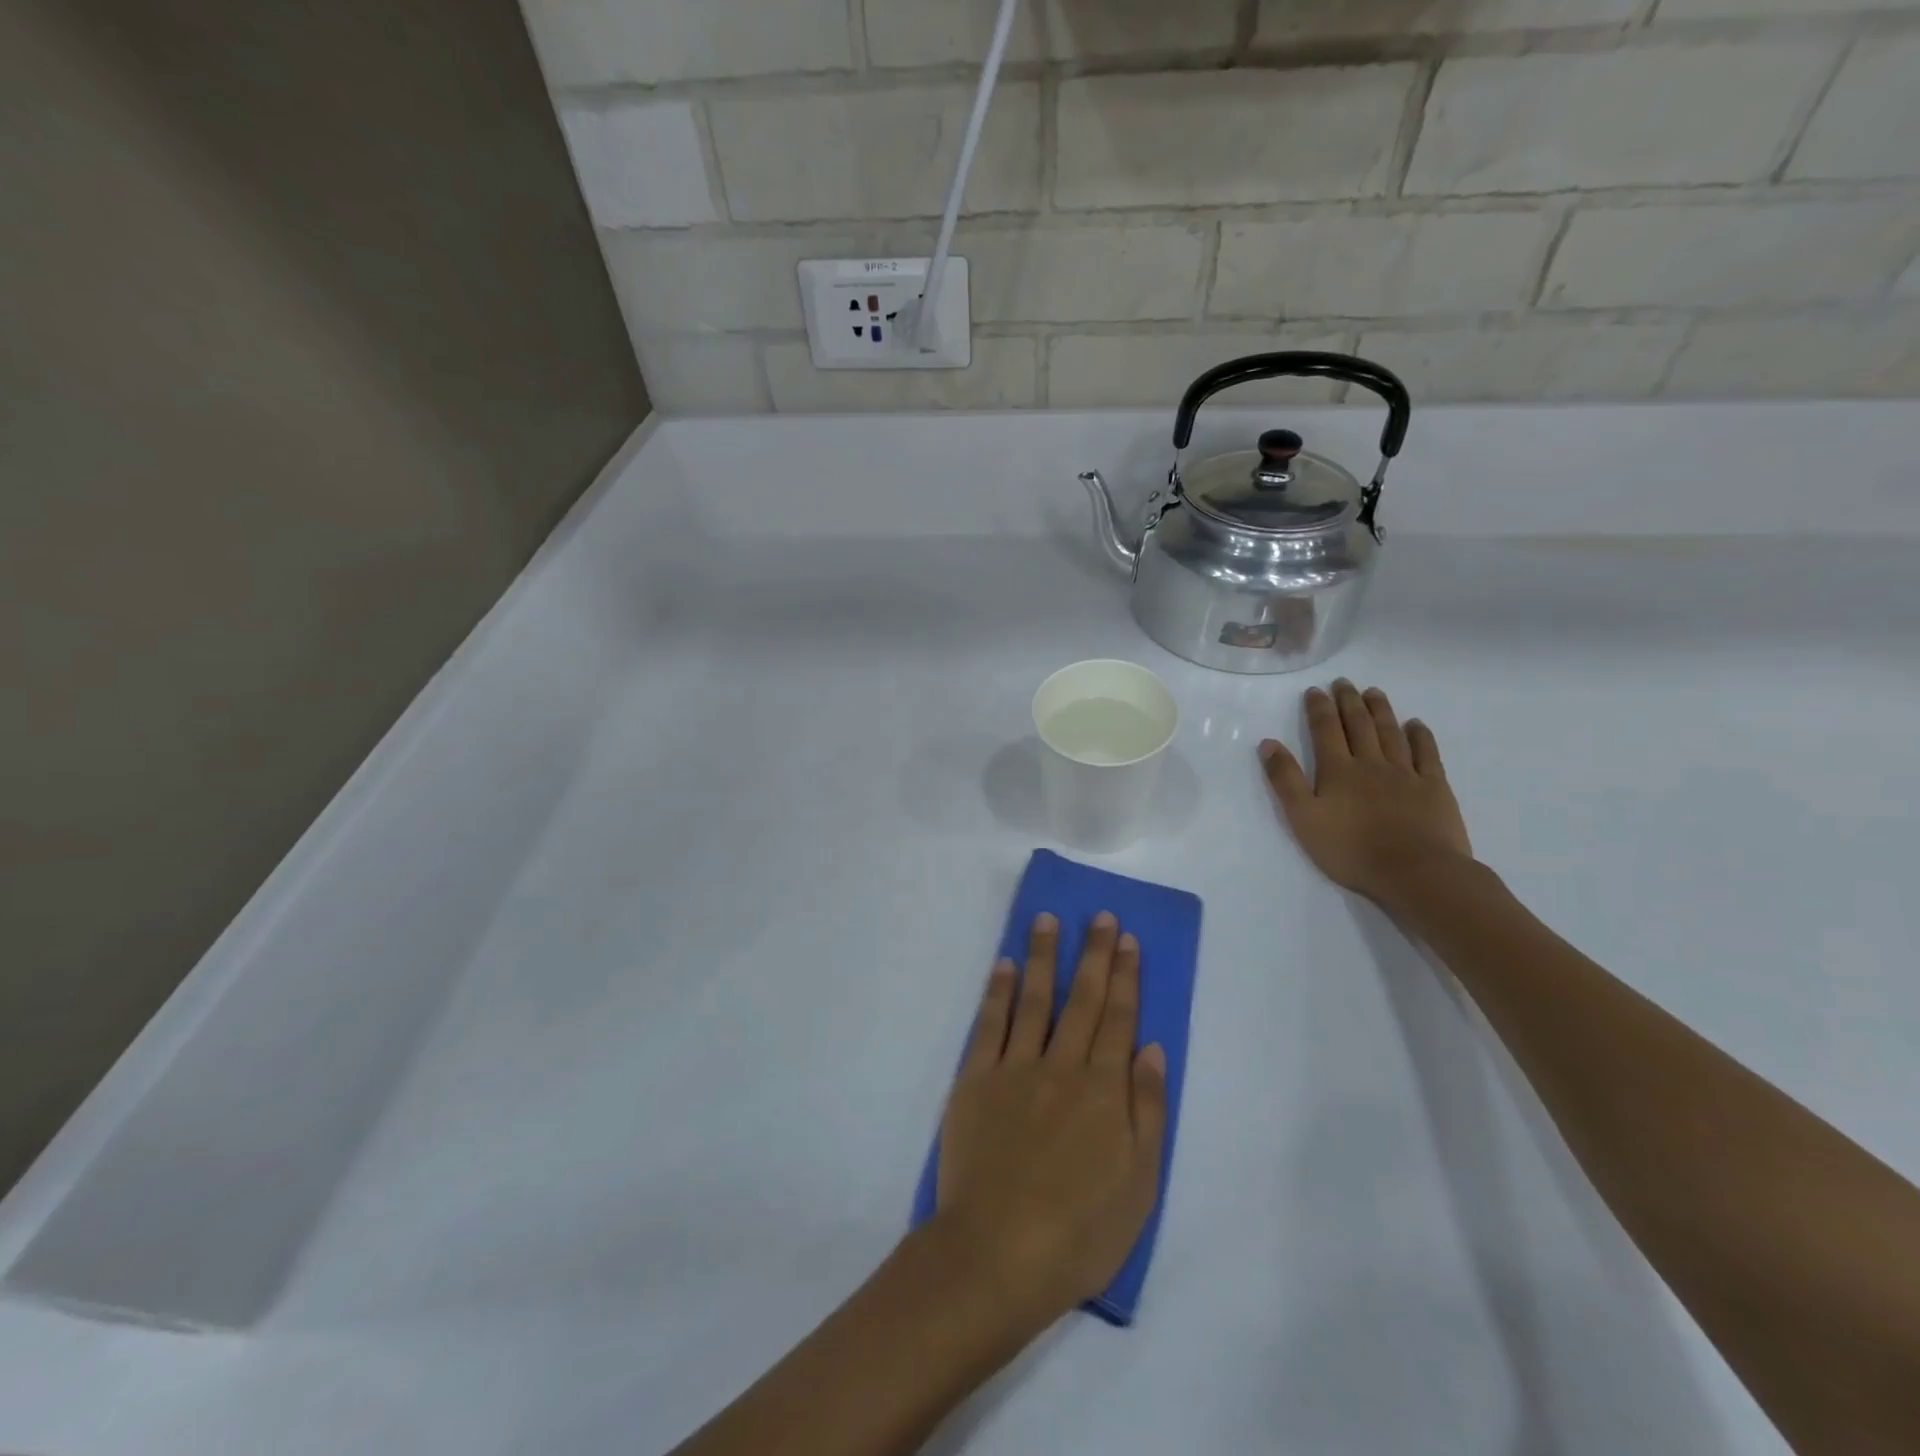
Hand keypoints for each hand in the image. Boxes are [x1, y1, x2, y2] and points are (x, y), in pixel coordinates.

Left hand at [935, 912, 1166, 1333]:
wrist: (997, 1253)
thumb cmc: (1079, 1231)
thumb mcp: (1139, 1184)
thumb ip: (1147, 1110)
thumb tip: (1151, 1048)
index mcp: (1103, 1090)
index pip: (1118, 1018)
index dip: (1124, 976)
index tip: (1127, 939)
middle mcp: (1061, 1066)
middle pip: (1081, 999)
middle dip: (1093, 953)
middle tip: (1099, 916)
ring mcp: (1014, 1068)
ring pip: (1033, 999)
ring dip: (1042, 956)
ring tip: (1047, 919)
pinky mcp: (975, 1080)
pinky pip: (990, 1024)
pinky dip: (997, 991)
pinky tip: (1003, 964)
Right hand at [1259, 680, 1473, 903]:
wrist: (1415, 872)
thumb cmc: (1351, 849)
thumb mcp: (1303, 818)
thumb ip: (1286, 779)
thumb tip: (1269, 743)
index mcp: (1337, 770)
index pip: (1325, 731)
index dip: (1319, 709)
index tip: (1315, 690)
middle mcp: (1371, 763)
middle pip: (1359, 725)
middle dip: (1348, 701)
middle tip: (1344, 682)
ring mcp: (1406, 773)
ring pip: (1391, 733)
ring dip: (1381, 710)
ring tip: (1374, 692)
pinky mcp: (1434, 788)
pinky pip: (1426, 754)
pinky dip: (1420, 736)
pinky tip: (1415, 724)